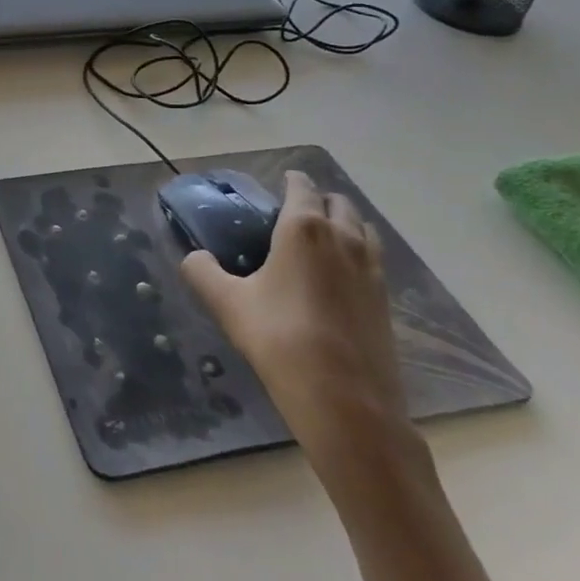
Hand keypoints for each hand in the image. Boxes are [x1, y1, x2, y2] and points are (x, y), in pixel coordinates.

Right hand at [181, 171, 416, 482]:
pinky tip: (339, 276)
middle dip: (319, 200)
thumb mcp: (227, 303)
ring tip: (321, 239)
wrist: (345, 400)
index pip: (302, 187)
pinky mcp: (386, 300)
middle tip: (294, 212)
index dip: (290, 180)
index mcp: (304, 228)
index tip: (279, 183)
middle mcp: (344, 238)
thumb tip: (193, 257)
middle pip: (339, 203)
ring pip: (363, 228)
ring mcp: (372, 269)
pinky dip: (357, 253)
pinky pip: (373, 258)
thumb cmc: (279, 339)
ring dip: (344, 223)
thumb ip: (202, 272)